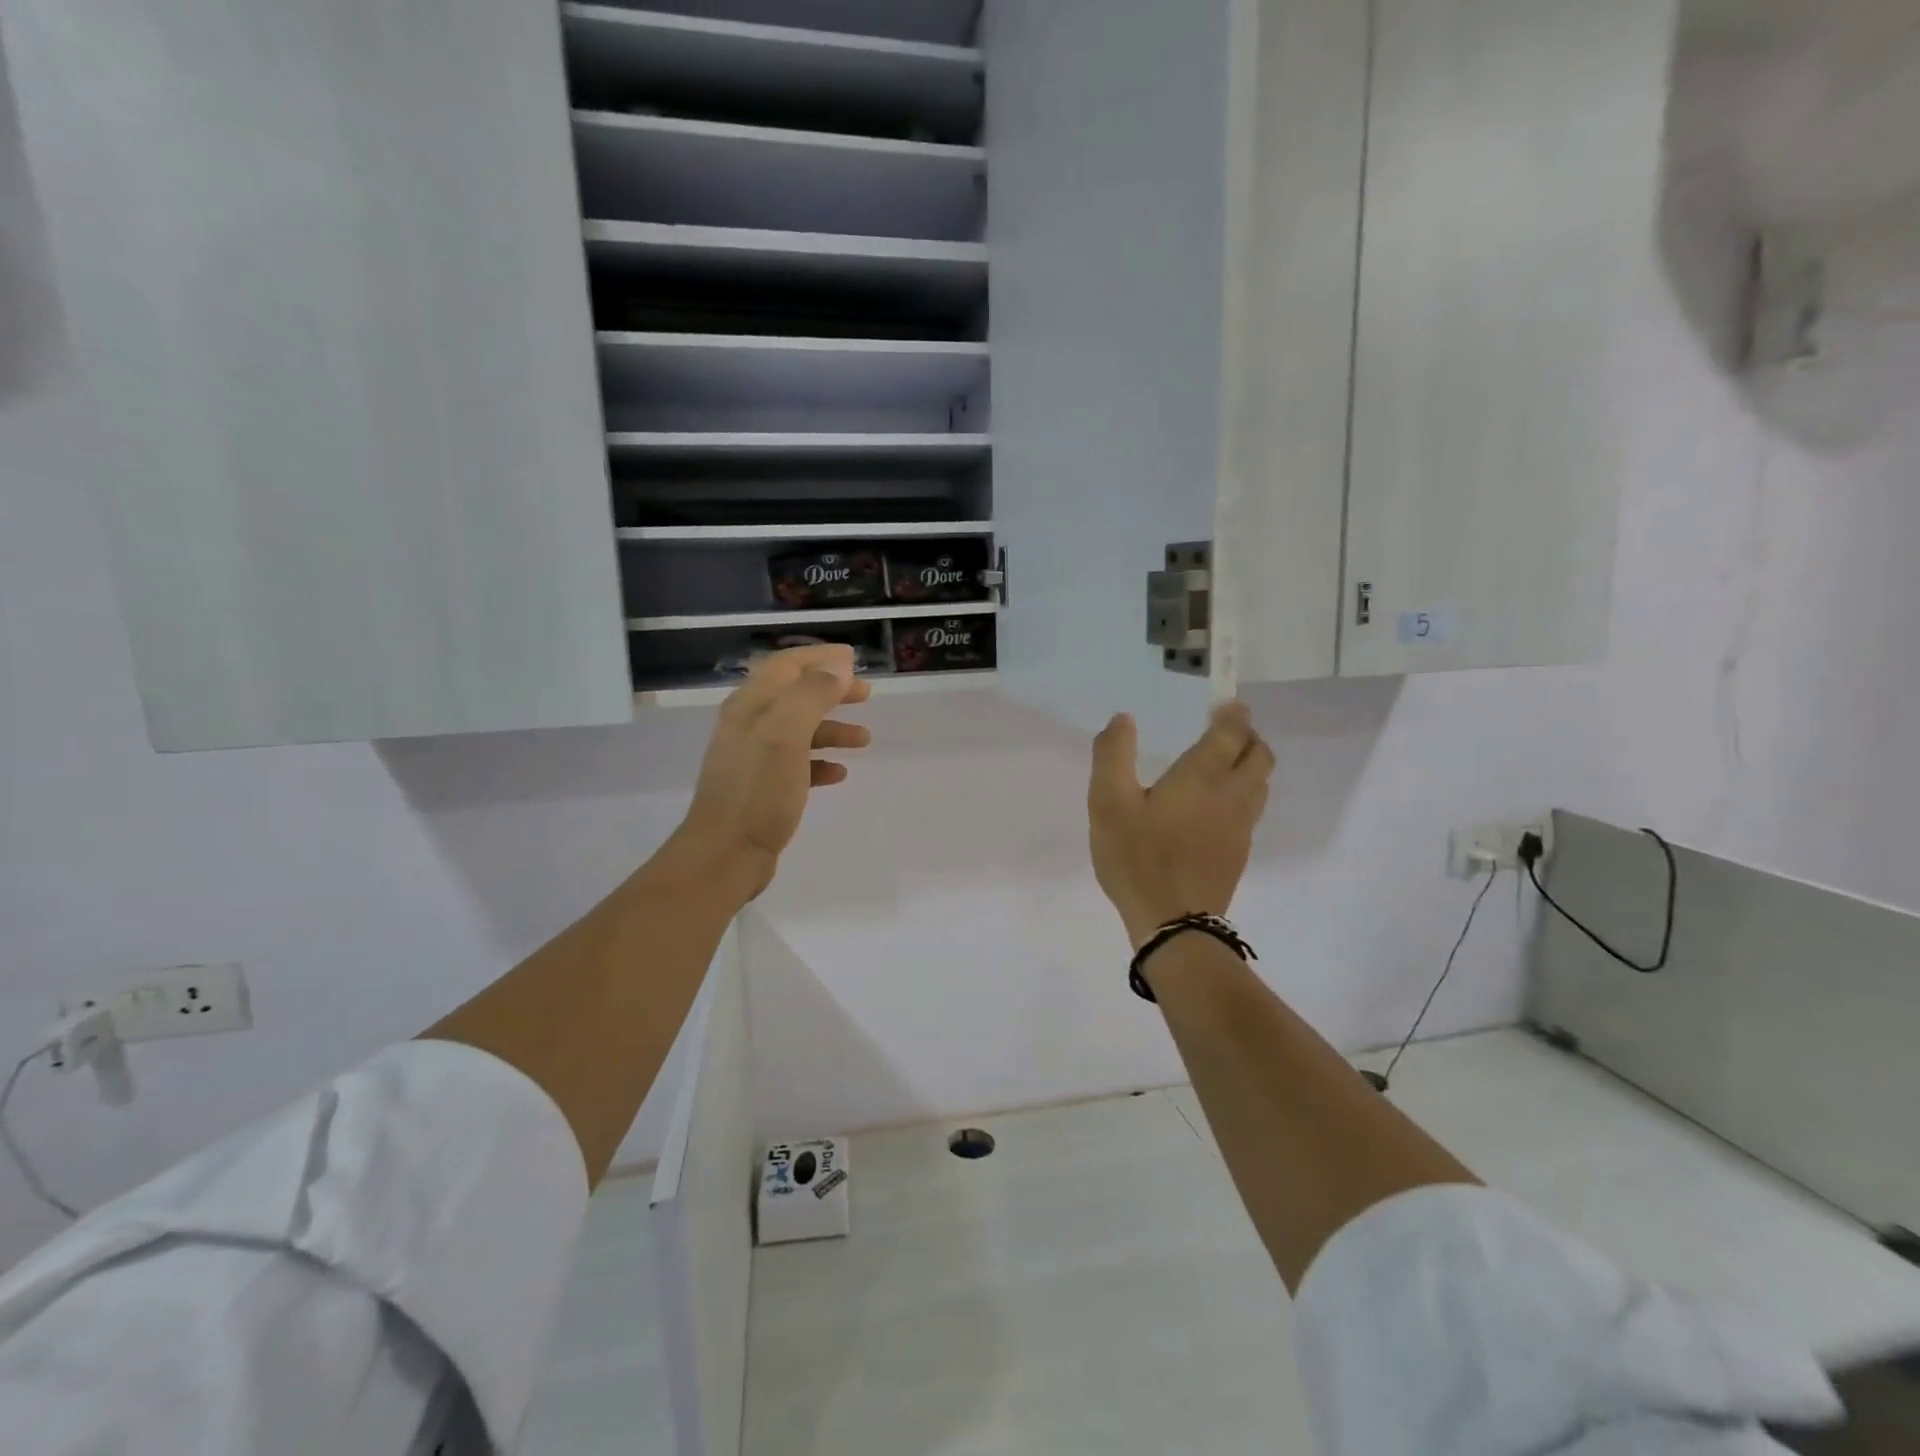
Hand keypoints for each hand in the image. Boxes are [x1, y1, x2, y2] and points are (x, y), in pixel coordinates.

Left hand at [666, 645, 871, 900]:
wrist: (725, 853)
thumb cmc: (758, 791)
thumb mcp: (787, 734)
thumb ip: (812, 695)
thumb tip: (838, 668)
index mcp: (751, 705)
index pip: (786, 665)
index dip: (819, 657)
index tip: (853, 657)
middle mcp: (748, 725)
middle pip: (794, 695)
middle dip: (831, 690)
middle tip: (866, 694)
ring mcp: (753, 757)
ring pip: (799, 730)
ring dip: (832, 728)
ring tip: (864, 738)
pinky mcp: (761, 787)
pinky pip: (797, 764)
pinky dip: (820, 761)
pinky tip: (839, 772)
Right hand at [1088, 702, 1274, 947]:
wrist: (1173, 924)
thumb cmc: (1138, 857)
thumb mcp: (1108, 802)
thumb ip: (1113, 755)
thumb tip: (1123, 719)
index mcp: (1203, 776)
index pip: (1232, 732)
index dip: (1232, 713)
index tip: (1225, 703)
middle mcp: (1232, 795)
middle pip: (1260, 755)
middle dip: (1248, 736)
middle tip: (1226, 730)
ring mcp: (1241, 827)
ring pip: (1260, 784)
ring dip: (1250, 765)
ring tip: (1224, 764)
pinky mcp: (1239, 853)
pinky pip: (1252, 810)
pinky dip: (1244, 794)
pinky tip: (1216, 807)